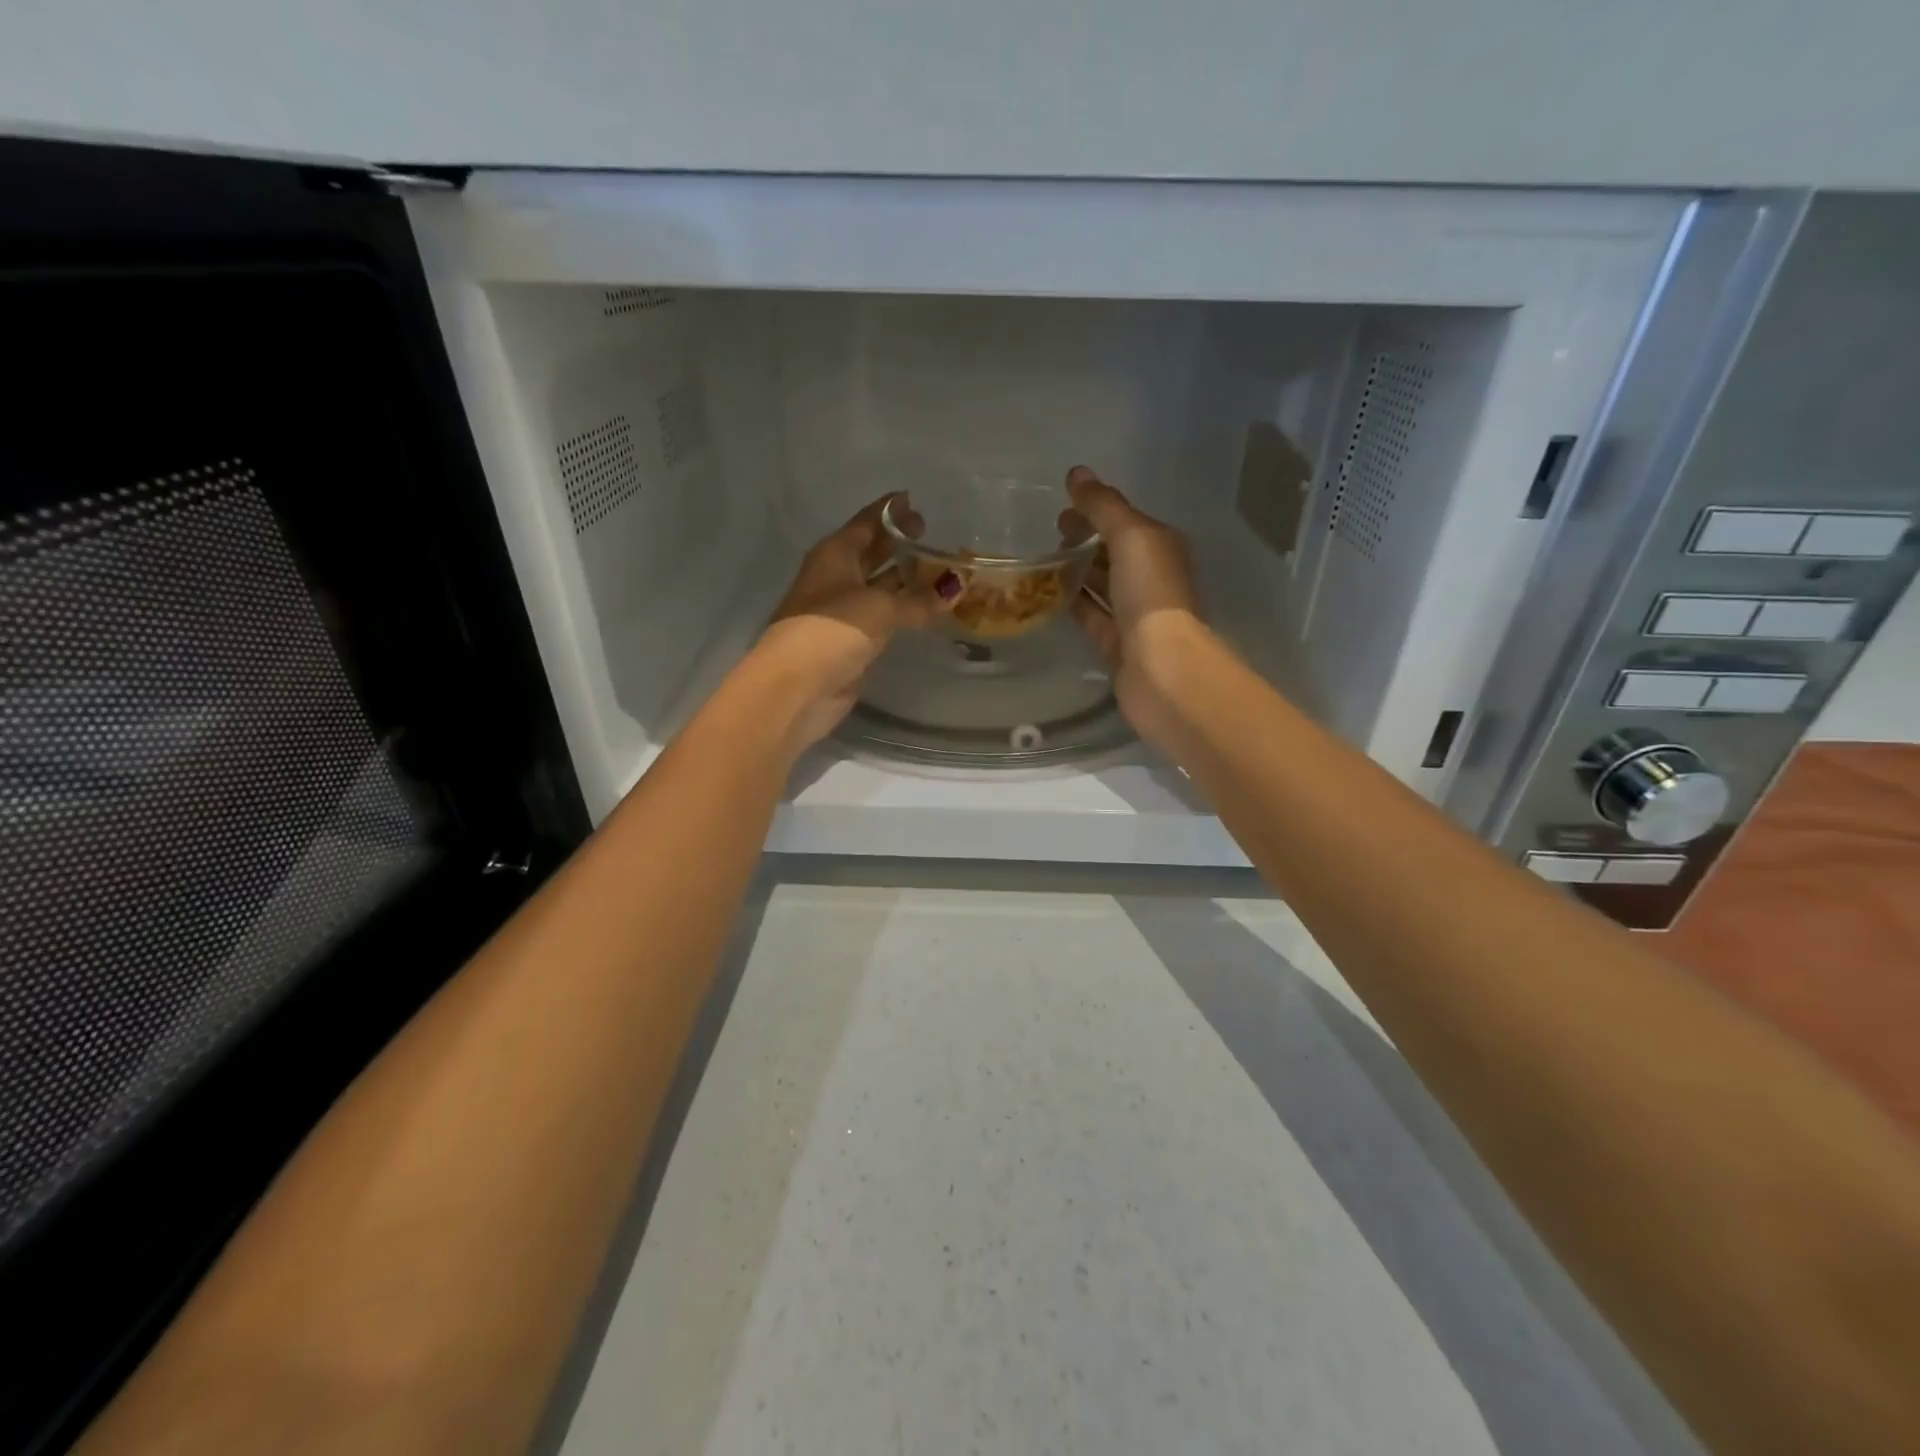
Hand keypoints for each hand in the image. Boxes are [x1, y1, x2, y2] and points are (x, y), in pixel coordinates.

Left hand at [753, 493, 957, 750]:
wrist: (799, 685)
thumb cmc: (833, 629)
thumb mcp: (880, 607)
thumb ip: (919, 598)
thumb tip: (956, 586)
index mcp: (836, 553)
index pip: (867, 522)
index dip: (891, 511)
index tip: (916, 500)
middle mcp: (837, 576)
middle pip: (872, 552)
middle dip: (899, 543)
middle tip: (934, 534)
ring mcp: (843, 611)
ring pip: (880, 586)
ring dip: (906, 579)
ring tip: (942, 570)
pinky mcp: (852, 641)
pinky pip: (884, 617)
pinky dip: (904, 611)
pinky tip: (928, 609)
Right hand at [1057, 465, 1205, 742]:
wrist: (1161, 668)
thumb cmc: (1151, 595)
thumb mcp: (1130, 536)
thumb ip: (1103, 506)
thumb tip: (1077, 473)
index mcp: (1160, 548)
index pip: (1124, 521)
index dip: (1095, 511)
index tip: (1060, 508)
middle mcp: (1150, 578)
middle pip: (1113, 552)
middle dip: (1084, 540)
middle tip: (1048, 534)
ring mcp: (1134, 614)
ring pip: (1101, 585)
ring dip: (1077, 571)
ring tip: (1041, 561)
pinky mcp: (1116, 643)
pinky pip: (1091, 616)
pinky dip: (1074, 603)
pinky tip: (1049, 595)